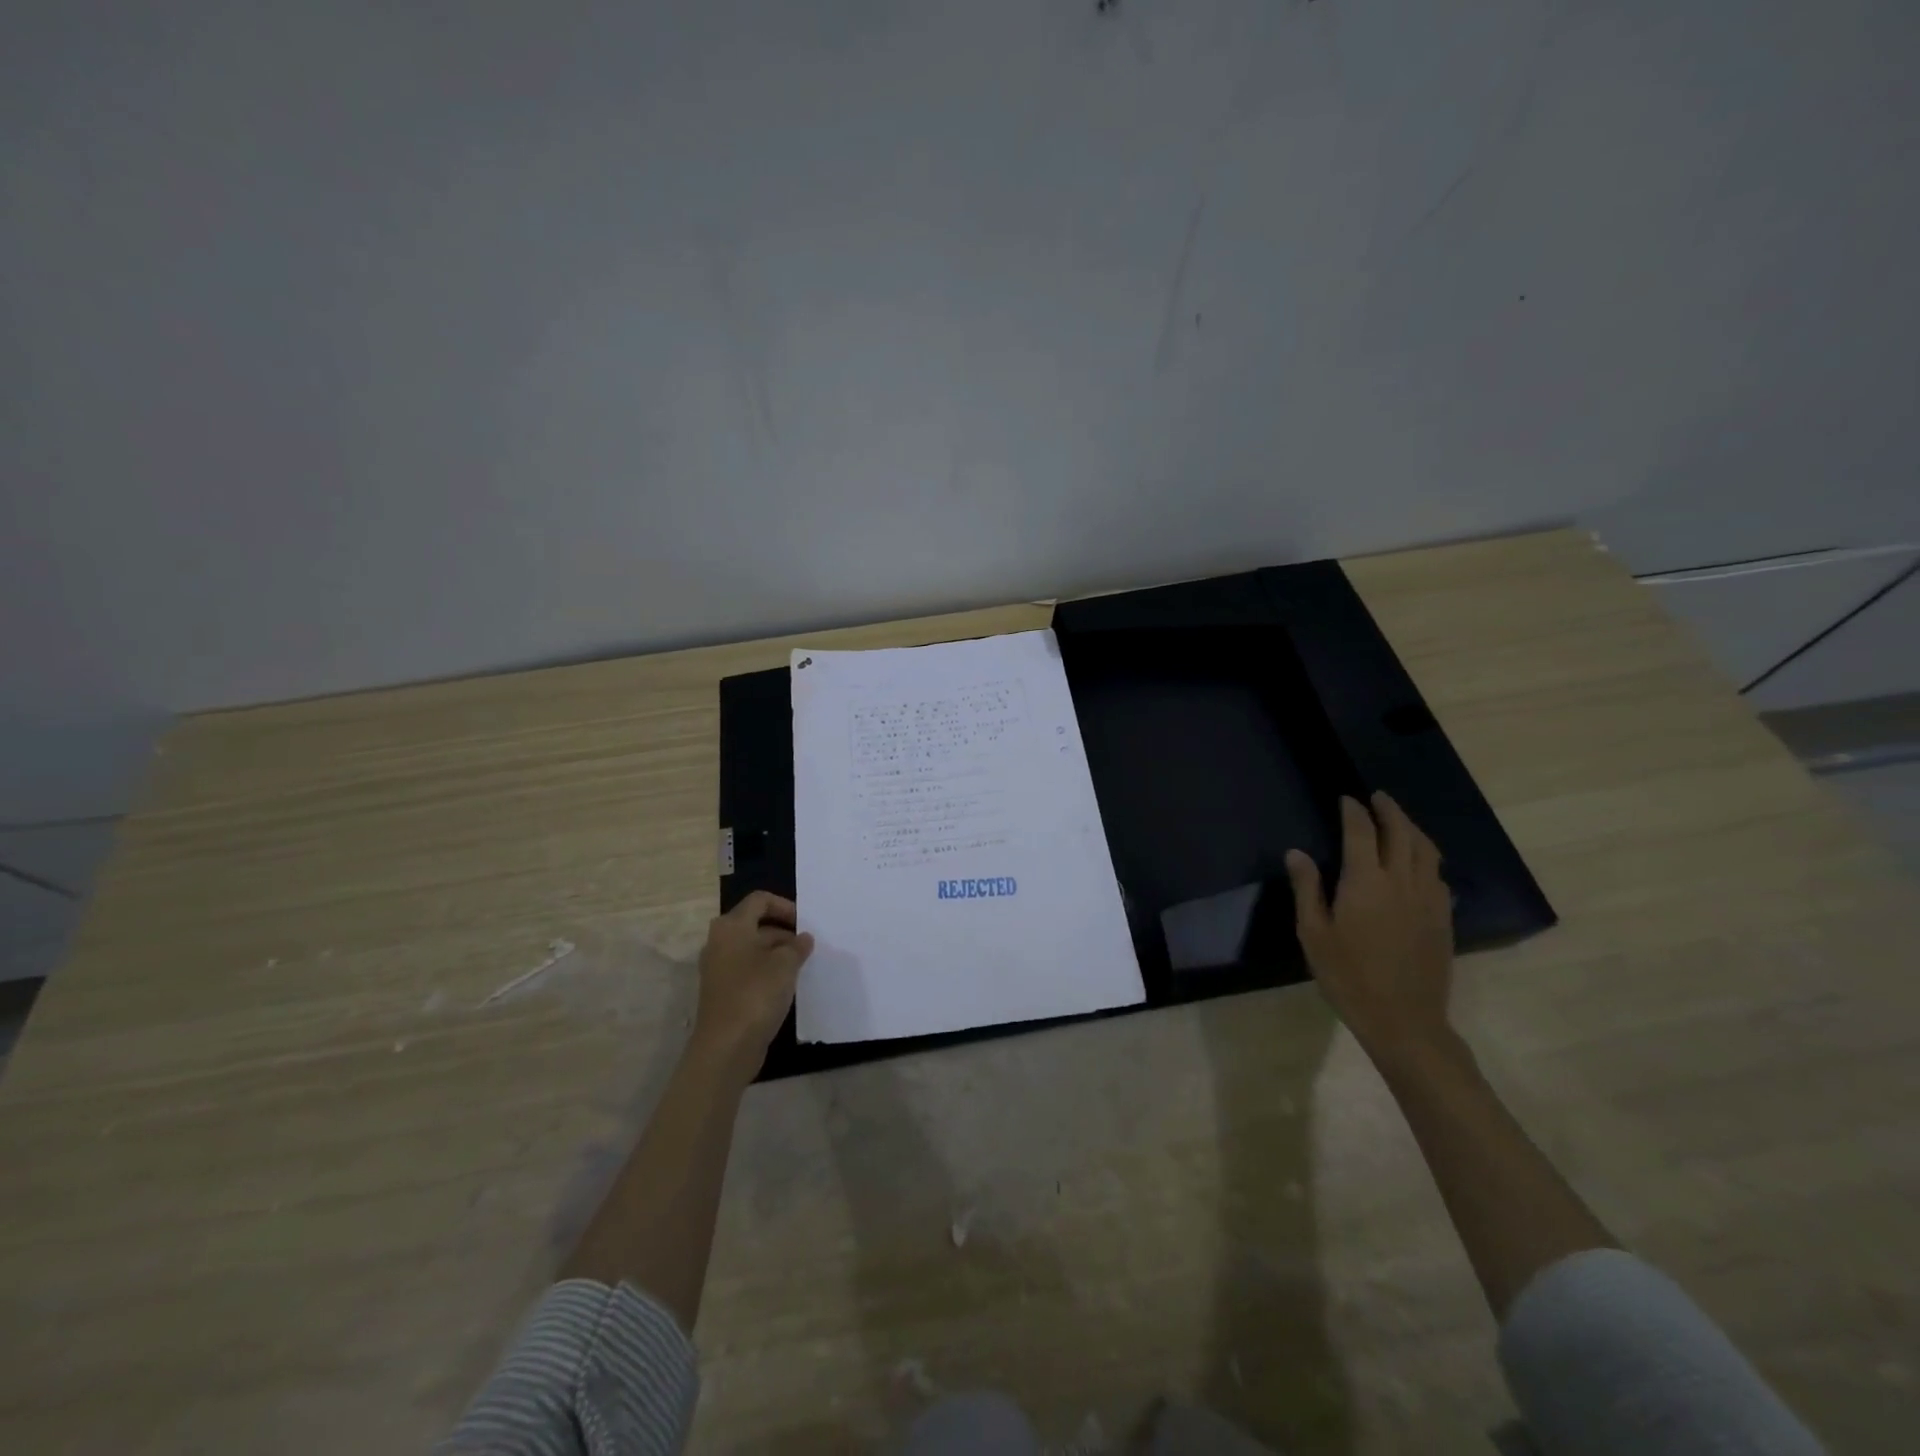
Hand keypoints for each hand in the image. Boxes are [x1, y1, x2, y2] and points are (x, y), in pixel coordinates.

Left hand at [692, 891, 814, 1072]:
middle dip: (784, 932)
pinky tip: (787, 986)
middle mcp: (721, 942)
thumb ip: (797, 946)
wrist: (725, 1047)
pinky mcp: (723, 992)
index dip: (784, 906)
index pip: (759, 900)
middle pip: (755, 924)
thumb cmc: (755, 994)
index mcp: (732, 927)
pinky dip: (768, 972)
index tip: (804, 923)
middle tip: (807, 946)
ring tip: (802, 966)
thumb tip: (803, 938)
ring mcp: (719, 969)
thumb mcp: (785, 964)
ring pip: (753, 949)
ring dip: (778, 953)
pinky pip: (749, 970)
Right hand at [1285, 792, 1455, 1063]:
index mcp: (1366, 882)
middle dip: (1389, 810)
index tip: (1346, 799)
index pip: (1362, 832)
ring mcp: (1428, 899)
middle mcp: (1402, 881)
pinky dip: (1426, 857)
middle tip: (1377, 798)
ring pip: (1427, 850)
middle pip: (1401, 833)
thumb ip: (1307, 889)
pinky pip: (1438, 874)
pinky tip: (1418, 863)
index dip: (1354, 812)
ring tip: (1399, 821)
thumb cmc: (1348, 977)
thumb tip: (1297, 853)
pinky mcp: (1443, 917)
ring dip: (1412, 829)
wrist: (1404, 1020)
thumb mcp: (1313, 934)